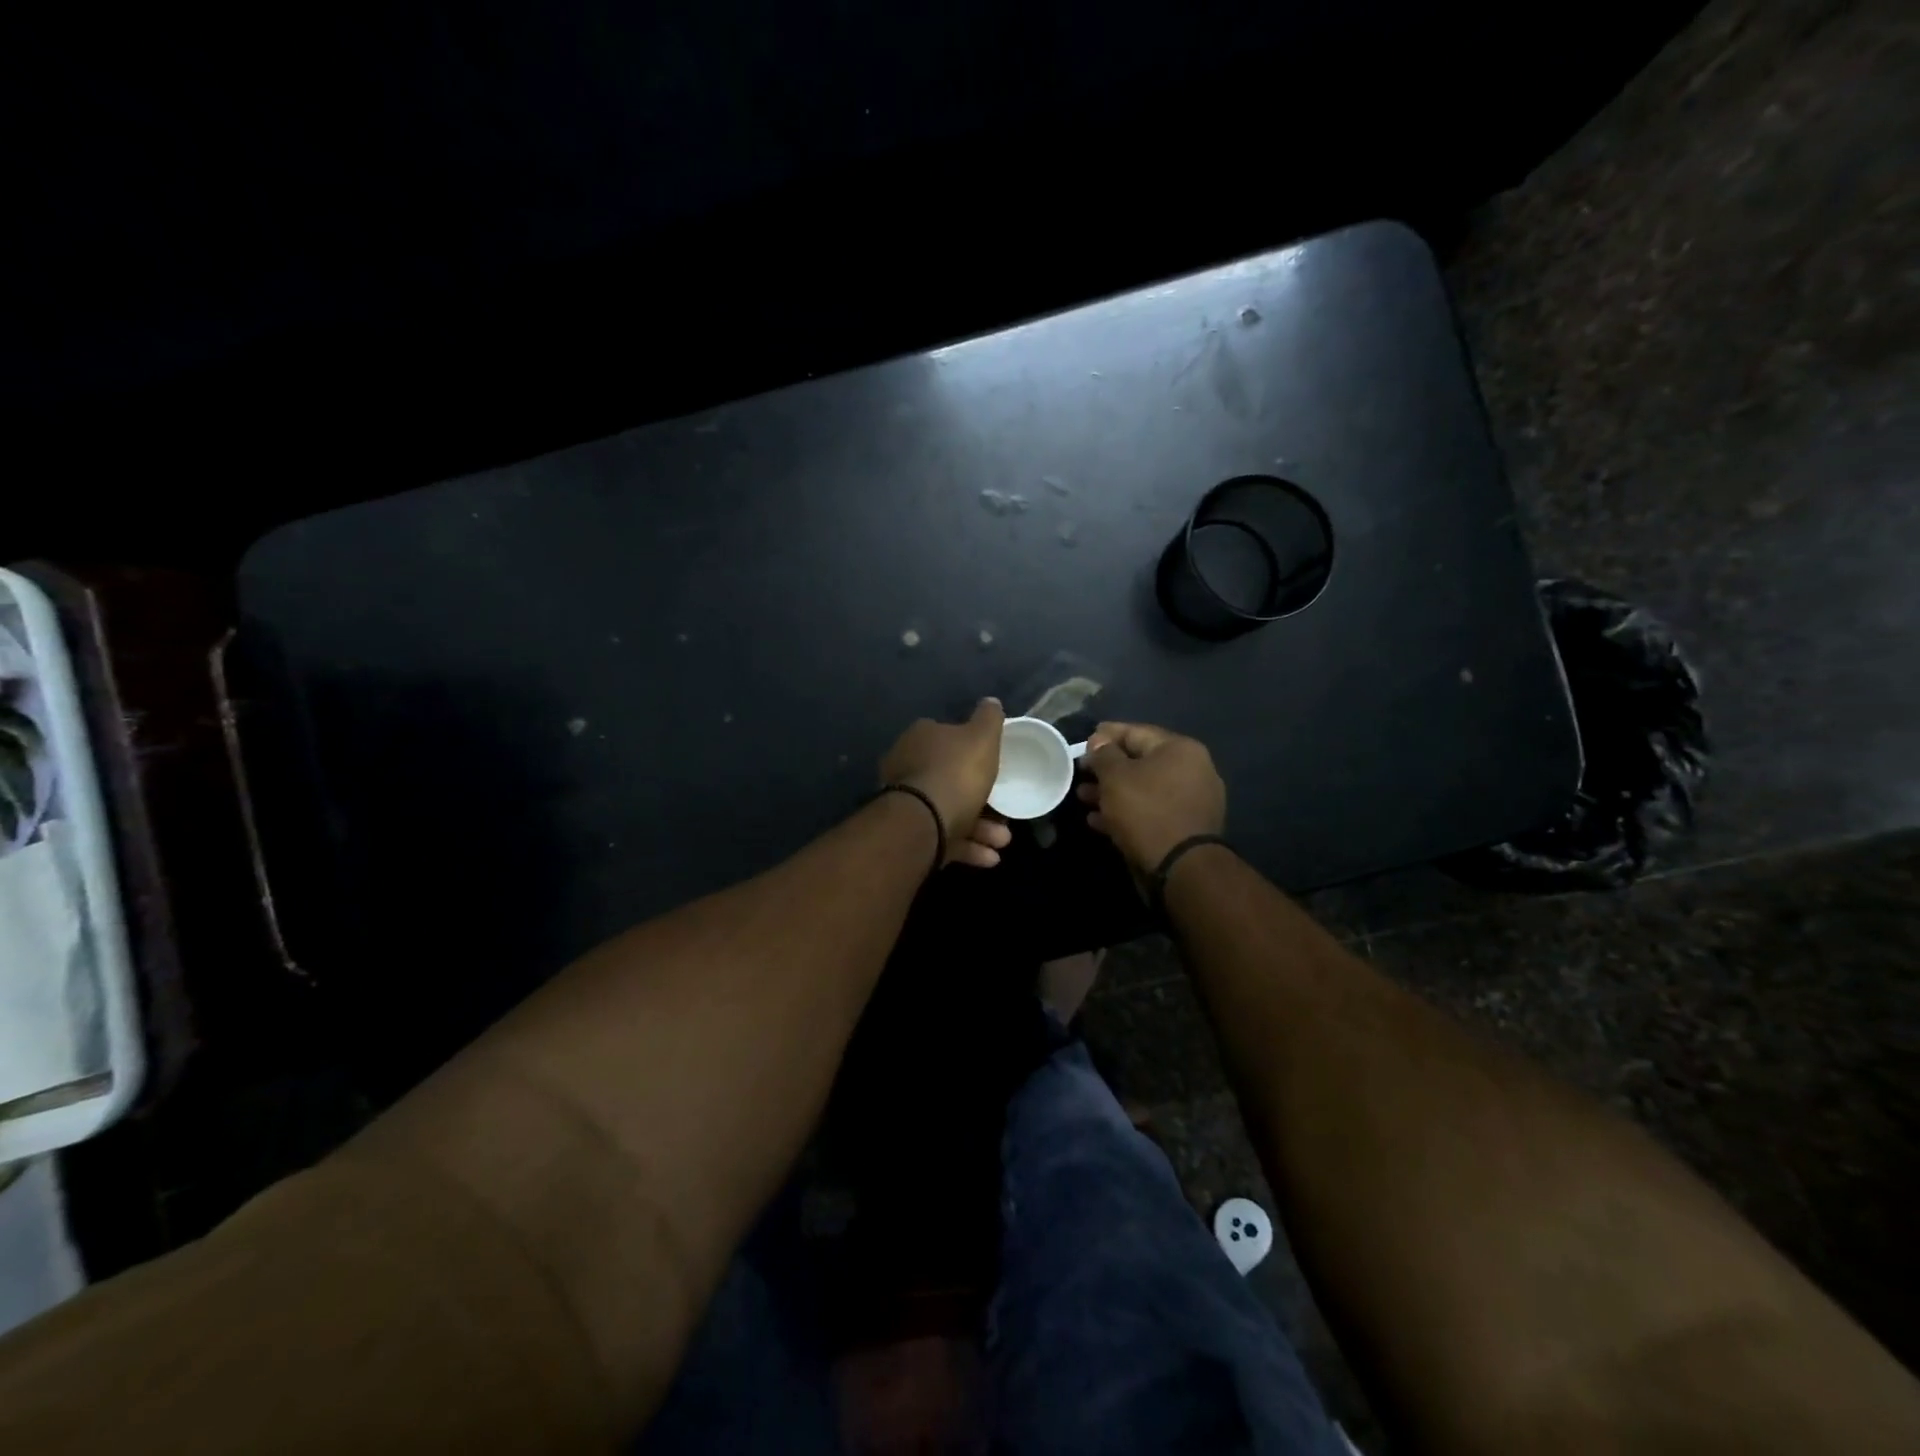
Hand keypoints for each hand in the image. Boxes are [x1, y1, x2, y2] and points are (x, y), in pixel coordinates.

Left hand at [880, 699, 1014, 868]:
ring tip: (1004, 841)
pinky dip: (968, 847)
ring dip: (981, 828)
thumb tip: (991, 702)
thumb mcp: (982, 737)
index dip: (973, 751)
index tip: (995, 767)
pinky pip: (944, 839)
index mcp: (921, 738)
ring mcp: (907, 803)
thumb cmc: (956, 772)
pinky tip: (990, 857)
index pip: (948, 737)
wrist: (924, 822)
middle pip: (951, 779)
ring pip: (951, 812)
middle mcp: (908, 767)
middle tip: (1006, 814)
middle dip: (982, 799)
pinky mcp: (910, 834)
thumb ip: (989, 718)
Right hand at [1077, 721, 1225, 875]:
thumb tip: (1099, 741)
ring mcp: (1190, 801)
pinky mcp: (1183, 828)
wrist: (1180, 867)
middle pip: (1140, 762)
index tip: (1082, 743)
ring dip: (1111, 793)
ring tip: (1083, 798)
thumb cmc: (1146, 811)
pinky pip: (1149, 812)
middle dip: (1106, 768)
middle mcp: (1192, 770)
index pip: (1136, 732)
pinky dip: (1125, 813)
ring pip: (1143, 789)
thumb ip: (1104, 754)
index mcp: (1180, 749)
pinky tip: (1098, 821)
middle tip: (1080, 773)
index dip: (1105, 736)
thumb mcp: (1116, 777)